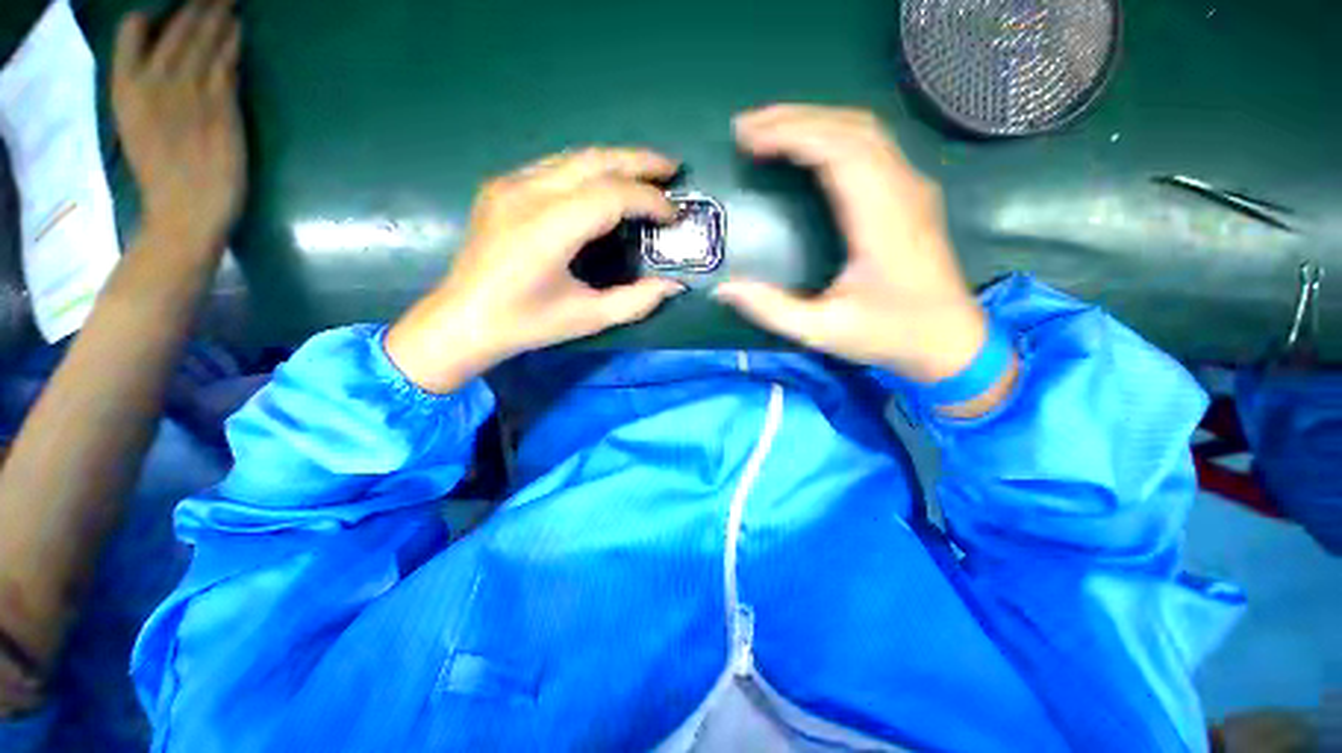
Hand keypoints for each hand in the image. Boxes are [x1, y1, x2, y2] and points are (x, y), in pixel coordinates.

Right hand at [112, 0, 244, 246]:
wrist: (187, 212)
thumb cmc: (163, 174)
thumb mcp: (137, 124)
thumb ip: (144, 88)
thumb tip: (159, 54)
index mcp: (126, 87)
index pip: (133, 32)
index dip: (154, 13)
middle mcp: (154, 82)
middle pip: (176, 31)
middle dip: (196, 4)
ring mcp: (188, 94)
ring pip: (202, 42)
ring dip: (216, 15)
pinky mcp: (220, 109)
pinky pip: (225, 66)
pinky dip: (231, 44)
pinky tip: (237, 27)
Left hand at [385, 149, 686, 392]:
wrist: (462, 319)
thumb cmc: (526, 324)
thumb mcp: (588, 318)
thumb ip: (636, 301)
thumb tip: (675, 285)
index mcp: (547, 229)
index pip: (610, 195)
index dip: (649, 200)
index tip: (674, 214)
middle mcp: (527, 194)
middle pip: (594, 161)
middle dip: (639, 162)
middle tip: (672, 169)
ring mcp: (510, 184)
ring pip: (575, 157)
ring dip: (616, 161)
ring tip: (648, 171)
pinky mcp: (501, 186)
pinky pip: (555, 166)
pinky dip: (589, 170)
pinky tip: (606, 183)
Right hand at [715, 105, 989, 385]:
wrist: (950, 341)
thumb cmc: (889, 335)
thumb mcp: (822, 332)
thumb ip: (772, 309)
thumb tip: (724, 288)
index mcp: (881, 219)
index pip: (837, 151)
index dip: (789, 135)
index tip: (747, 138)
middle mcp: (901, 190)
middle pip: (849, 128)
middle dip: (794, 119)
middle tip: (745, 128)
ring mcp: (911, 188)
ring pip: (863, 130)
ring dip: (814, 121)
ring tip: (769, 130)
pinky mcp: (911, 195)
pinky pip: (872, 145)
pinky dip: (833, 135)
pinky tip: (808, 147)